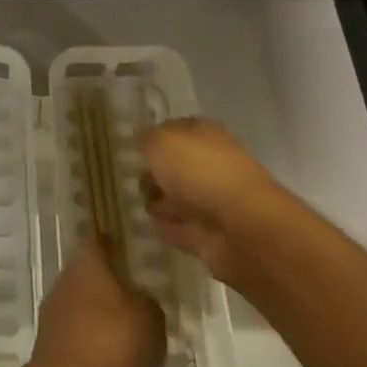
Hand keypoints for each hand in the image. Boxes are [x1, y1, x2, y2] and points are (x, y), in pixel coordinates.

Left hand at [26, 244, 164, 366]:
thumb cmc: (112, 345)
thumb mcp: (150, 318)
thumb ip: (148, 303)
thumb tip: (138, 300)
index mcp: (85, 264)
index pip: (99, 243)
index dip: (115, 245)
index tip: (133, 252)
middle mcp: (65, 285)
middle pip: (91, 279)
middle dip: (113, 290)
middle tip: (143, 304)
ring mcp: (56, 323)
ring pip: (86, 315)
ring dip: (106, 327)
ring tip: (138, 345)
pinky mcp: (54, 360)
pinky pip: (83, 350)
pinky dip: (99, 359)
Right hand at [141, 117, 288, 288]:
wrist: (241, 227)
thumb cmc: (199, 171)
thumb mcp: (160, 142)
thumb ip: (145, 140)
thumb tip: (141, 144)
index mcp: (203, 133)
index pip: (172, 130)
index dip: (151, 138)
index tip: (128, 149)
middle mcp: (210, 163)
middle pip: (175, 166)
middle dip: (153, 172)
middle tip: (126, 178)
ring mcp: (212, 201)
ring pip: (177, 197)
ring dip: (159, 200)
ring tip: (132, 202)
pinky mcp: (210, 236)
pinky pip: (180, 228)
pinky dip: (167, 228)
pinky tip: (146, 225)